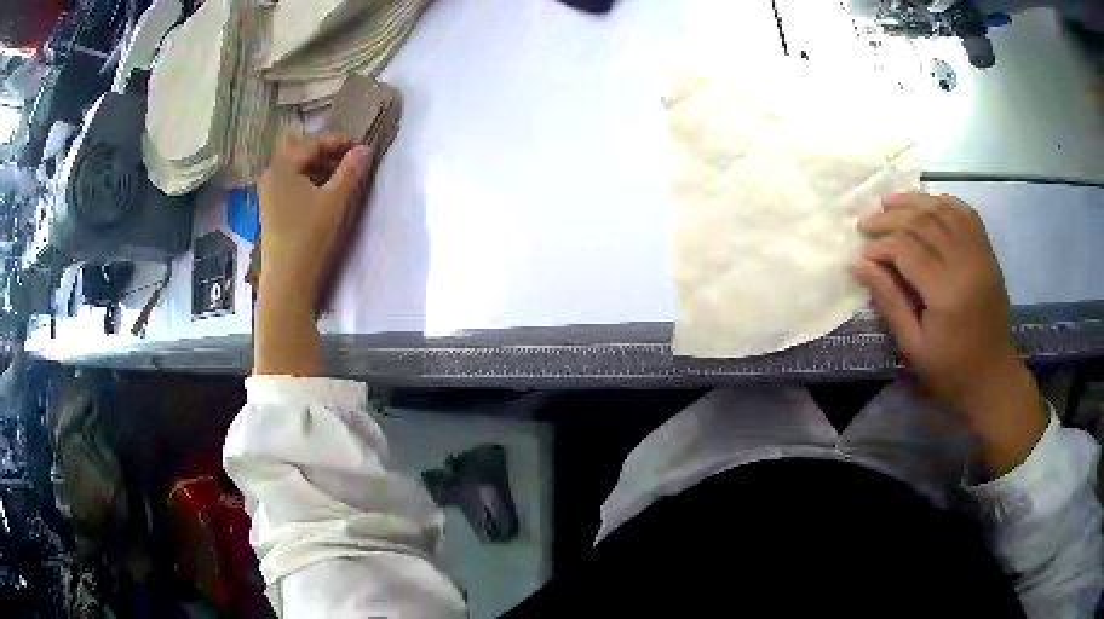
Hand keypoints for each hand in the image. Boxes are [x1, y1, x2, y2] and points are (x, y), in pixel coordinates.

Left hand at [258, 135, 368, 300]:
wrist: (287, 278)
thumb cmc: (308, 235)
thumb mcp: (334, 199)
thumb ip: (350, 170)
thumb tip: (364, 149)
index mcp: (283, 167)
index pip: (314, 143)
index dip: (339, 141)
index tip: (362, 146)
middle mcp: (271, 175)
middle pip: (301, 152)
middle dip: (326, 151)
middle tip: (349, 157)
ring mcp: (269, 193)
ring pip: (296, 168)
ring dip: (318, 166)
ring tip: (340, 174)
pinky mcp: (271, 209)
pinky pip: (291, 183)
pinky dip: (308, 180)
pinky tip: (322, 191)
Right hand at [853, 192, 1045, 474]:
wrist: (993, 378)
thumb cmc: (950, 371)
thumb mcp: (913, 347)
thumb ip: (889, 301)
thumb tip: (858, 265)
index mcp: (946, 294)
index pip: (906, 249)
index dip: (880, 246)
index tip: (861, 253)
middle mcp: (965, 264)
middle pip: (923, 222)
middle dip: (890, 218)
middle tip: (867, 223)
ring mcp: (980, 255)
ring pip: (943, 210)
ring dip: (914, 201)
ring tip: (889, 203)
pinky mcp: (988, 253)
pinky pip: (966, 214)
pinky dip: (944, 202)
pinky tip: (927, 204)